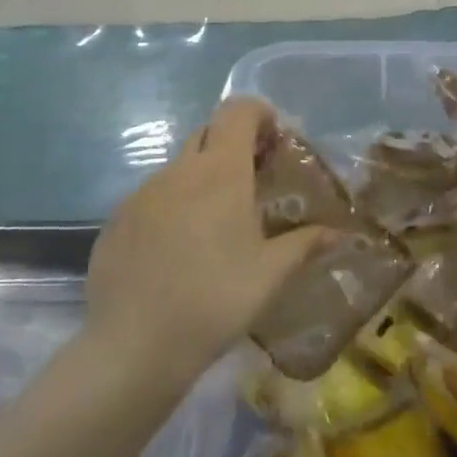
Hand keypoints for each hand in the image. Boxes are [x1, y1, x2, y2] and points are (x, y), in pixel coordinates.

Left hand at [85, 98, 329, 380]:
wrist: (133, 346)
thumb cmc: (215, 299)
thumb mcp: (271, 274)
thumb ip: (305, 244)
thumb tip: (340, 233)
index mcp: (220, 172)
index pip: (237, 111)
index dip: (259, 113)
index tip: (275, 141)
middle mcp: (179, 171)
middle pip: (208, 133)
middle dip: (233, 145)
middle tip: (253, 181)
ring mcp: (142, 194)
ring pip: (179, 168)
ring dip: (202, 179)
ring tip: (217, 225)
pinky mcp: (116, 220)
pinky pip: (152, 197)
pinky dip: (173, 206)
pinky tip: (179, 251)